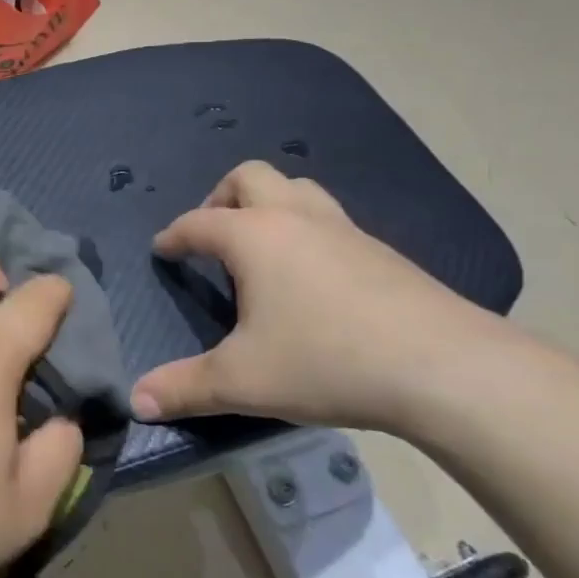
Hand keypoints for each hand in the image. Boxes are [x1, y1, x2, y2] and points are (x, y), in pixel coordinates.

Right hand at [132, 161, 530, 433]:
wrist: (442, 366)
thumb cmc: (326, 361)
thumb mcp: (243, 381)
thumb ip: (184, 388)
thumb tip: (136, 401)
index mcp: (253, 236)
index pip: (198, 222)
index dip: (174, 235)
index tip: (163, 250)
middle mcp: (295, 217)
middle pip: (249, 176)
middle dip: (221, 197)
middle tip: (213, 237)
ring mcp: (343, 228)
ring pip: (296, 187)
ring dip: (269, 203)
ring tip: (262, 247)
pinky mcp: (381, 249)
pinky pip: (330, 218)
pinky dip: (307, 229)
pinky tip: (313, 275)